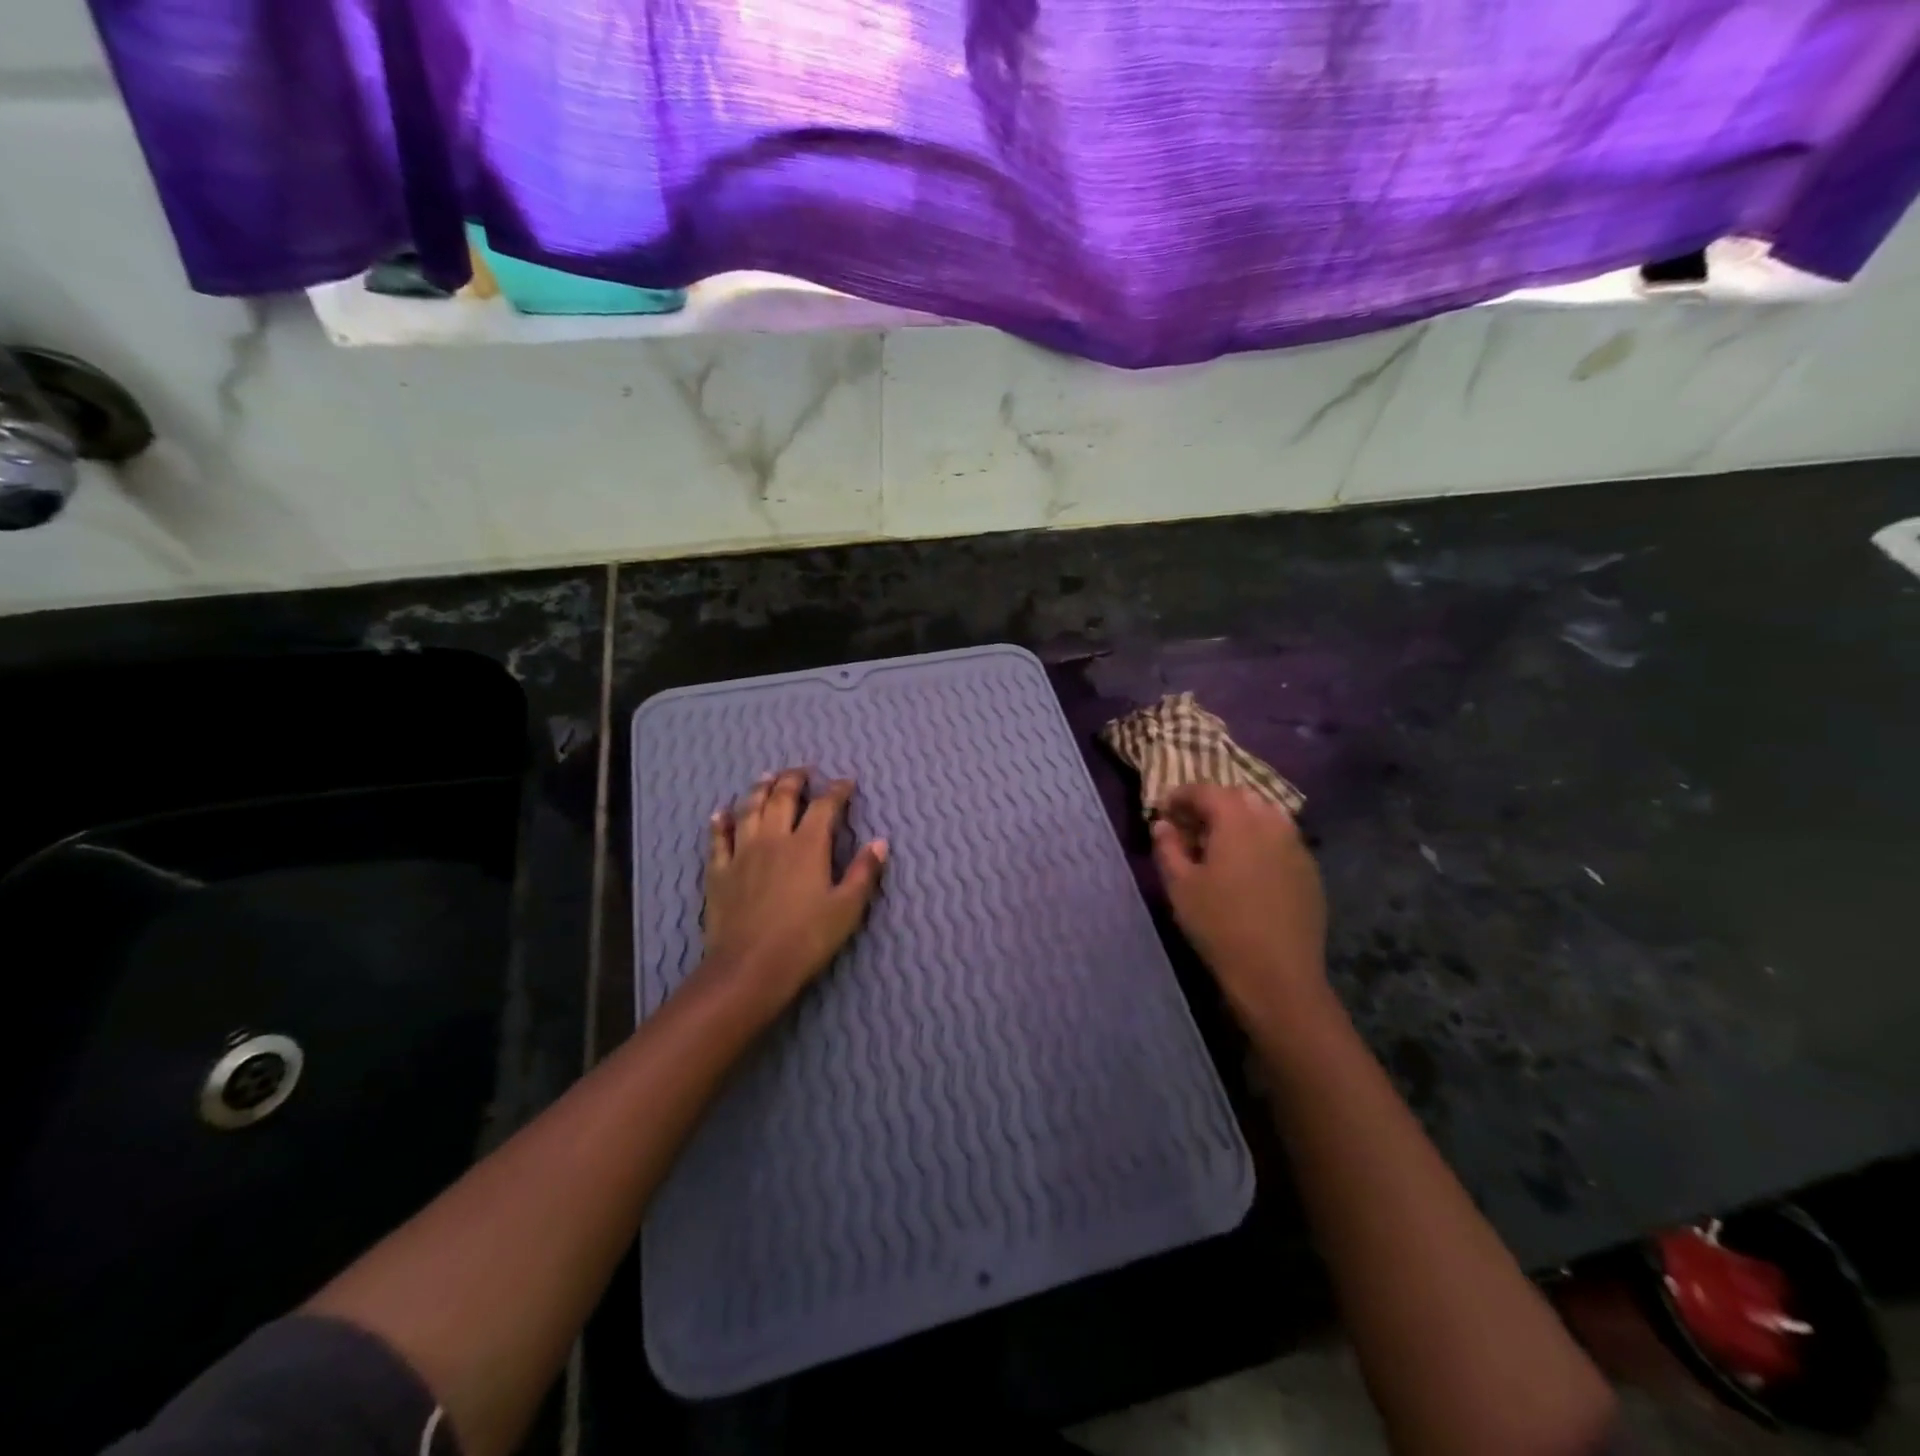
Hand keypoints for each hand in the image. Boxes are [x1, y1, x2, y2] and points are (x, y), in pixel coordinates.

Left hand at [702, 768, 886, 1014]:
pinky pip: (717, 838)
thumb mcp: (847, 909)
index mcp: (808, 846)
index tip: (846, 782)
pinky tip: (721, 813)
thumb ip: (864, 872)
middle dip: (794, 779)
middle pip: (782, 797)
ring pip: (749, 809)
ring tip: (767, 777)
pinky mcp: (719, 871)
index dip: (837, 790)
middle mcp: (774, 839)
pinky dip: (720, 822)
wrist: (749, 968)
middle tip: (803, 771)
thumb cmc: (806, 939)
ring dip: (759, 789)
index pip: (825, 806)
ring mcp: (742, 853)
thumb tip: (880, 842)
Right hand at [1151, 784, 1327, 1019]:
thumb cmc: (1219, 925)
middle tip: (1191, 825)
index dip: (1182, 795)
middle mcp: (1272, 823)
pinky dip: (1262, 840)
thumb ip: (1168, 847)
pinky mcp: (1310, 871)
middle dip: (1213, 803)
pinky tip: (1250, 867)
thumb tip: (1163, 825)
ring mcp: (1296, 846)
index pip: (1207, 791)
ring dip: (1241, 819)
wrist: (1277, 974)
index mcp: (1237, 821)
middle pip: (1240, 797)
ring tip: (1221, 844)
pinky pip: (1283, 839)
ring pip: (1267, 815)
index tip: (1165, 810)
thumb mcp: (1180, 886)